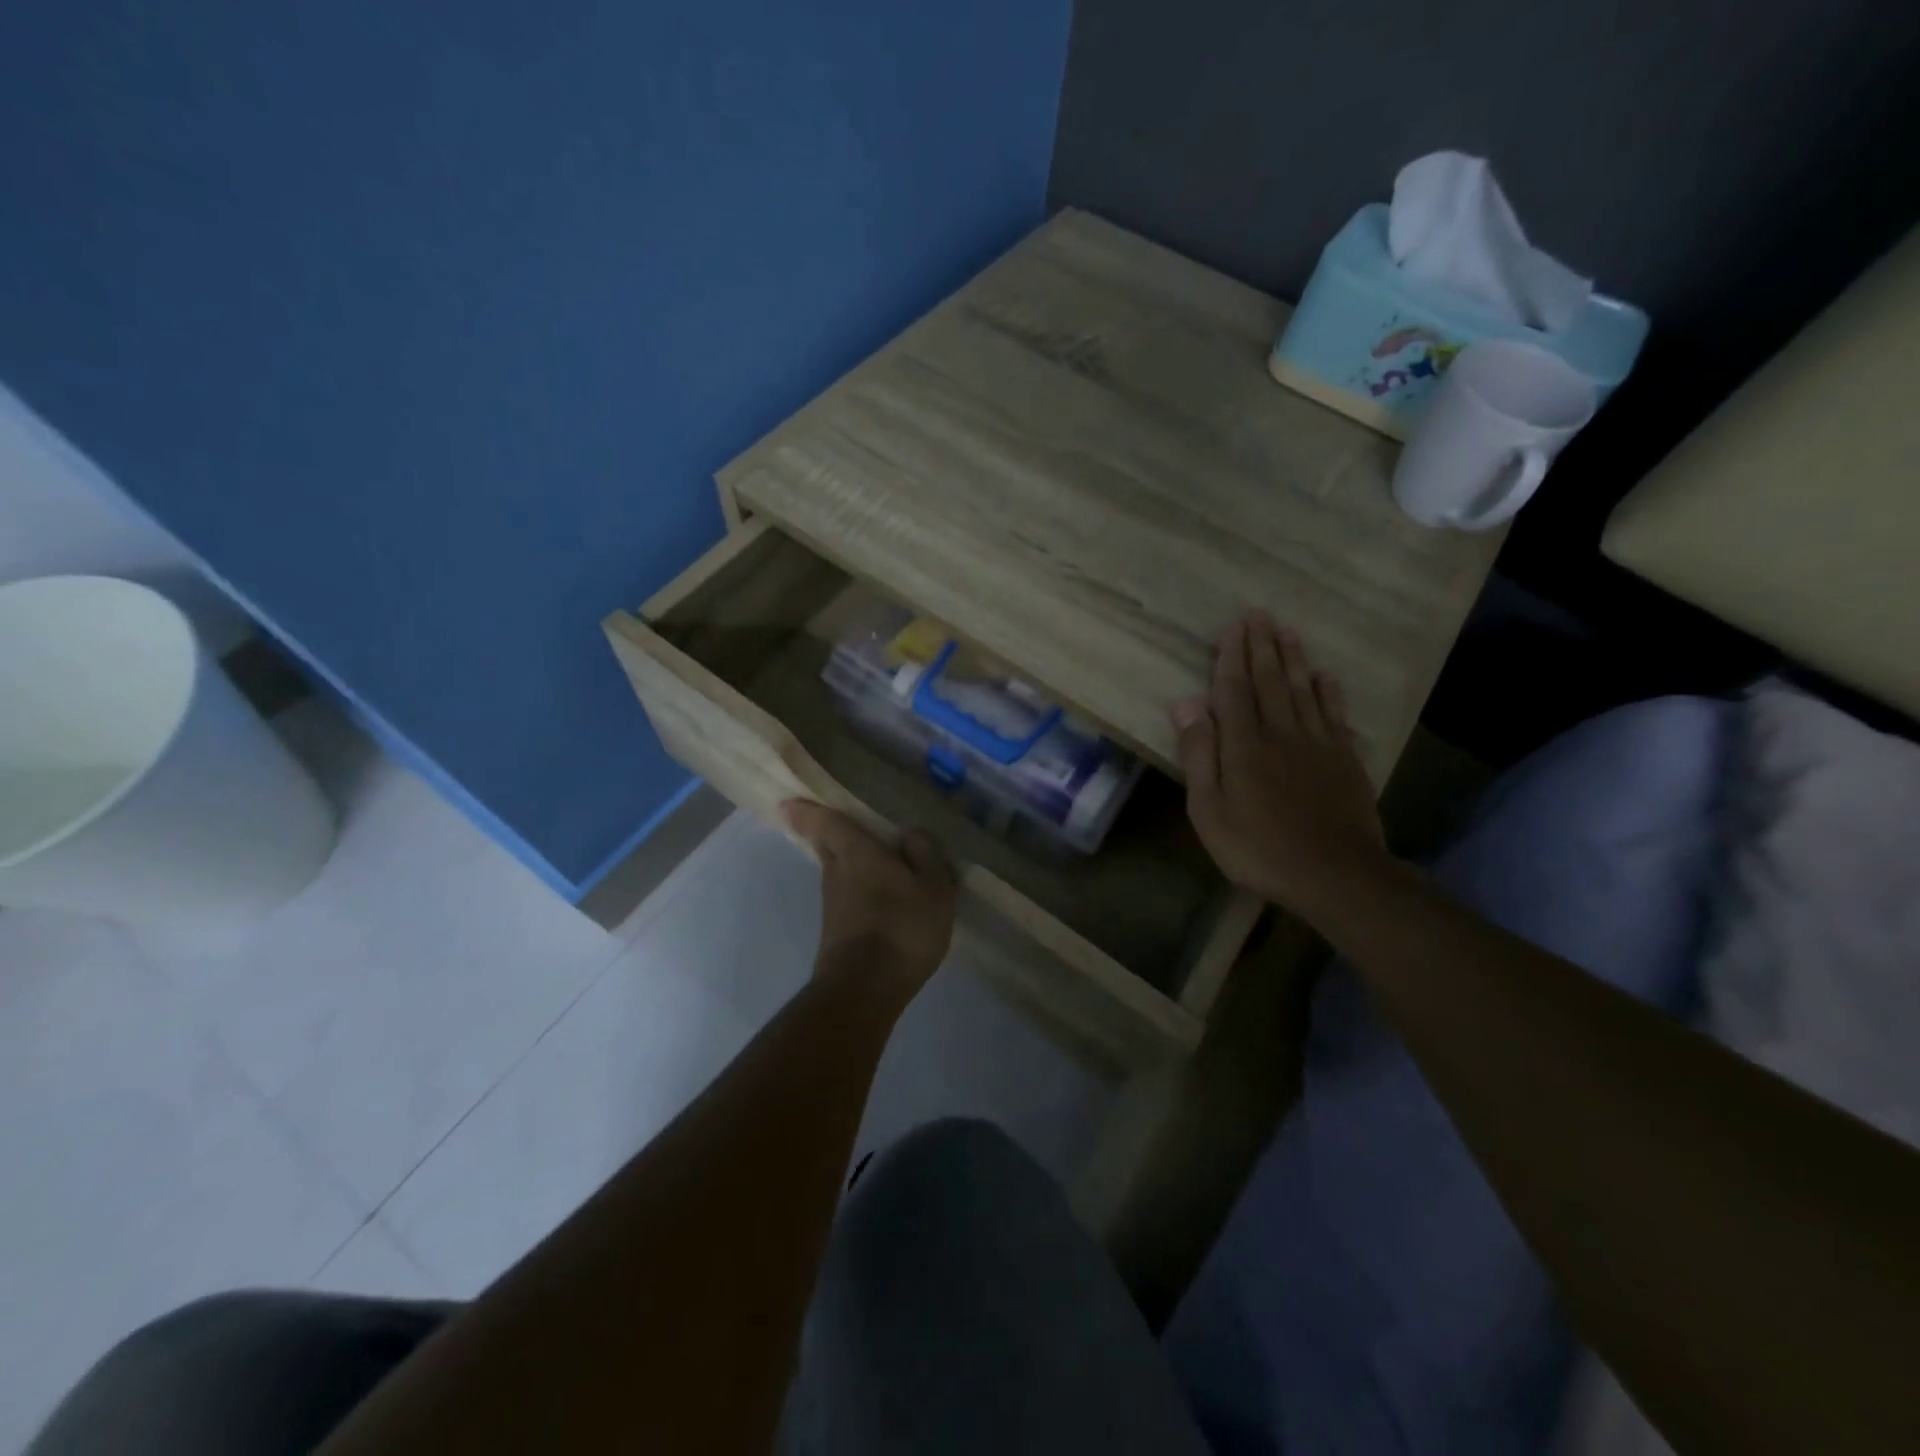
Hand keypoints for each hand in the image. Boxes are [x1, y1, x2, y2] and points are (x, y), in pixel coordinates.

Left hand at [781, 801, 957, 993]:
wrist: (865, 990)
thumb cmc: (902, 927)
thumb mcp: (933, 887)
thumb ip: (925, 854)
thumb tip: (909, 831)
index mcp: (856, 852)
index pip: (825, 822)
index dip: (807, 809)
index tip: (788, 802)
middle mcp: (836, 872)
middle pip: (826, 845)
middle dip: (827, 833)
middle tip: (840, 824)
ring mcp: (833, 904)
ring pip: (837, 871)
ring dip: (849, 863)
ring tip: (876, 862)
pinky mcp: (835, 930)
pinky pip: (847, 897)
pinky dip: (858, 890)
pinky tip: (881, 900)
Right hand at [1173, 611, 1390, 920]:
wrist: (1335, 874)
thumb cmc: (1258, 848)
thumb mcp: (1209, 810)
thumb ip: (1199, 755)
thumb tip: (1186, 704)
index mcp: (1244, 745)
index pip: (1234, 691)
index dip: (1231, 657)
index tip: (1233, 627)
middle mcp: (1281, 733)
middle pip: (1270, 681)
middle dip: (1262, 646)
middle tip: (1260, 614)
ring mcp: (1318, 744)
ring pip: (1304, 691)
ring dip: (1294, 659)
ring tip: (1287, 631)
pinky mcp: (1345, 760)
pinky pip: (1335, 715)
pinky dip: (1329, 692)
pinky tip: (1325, 676)